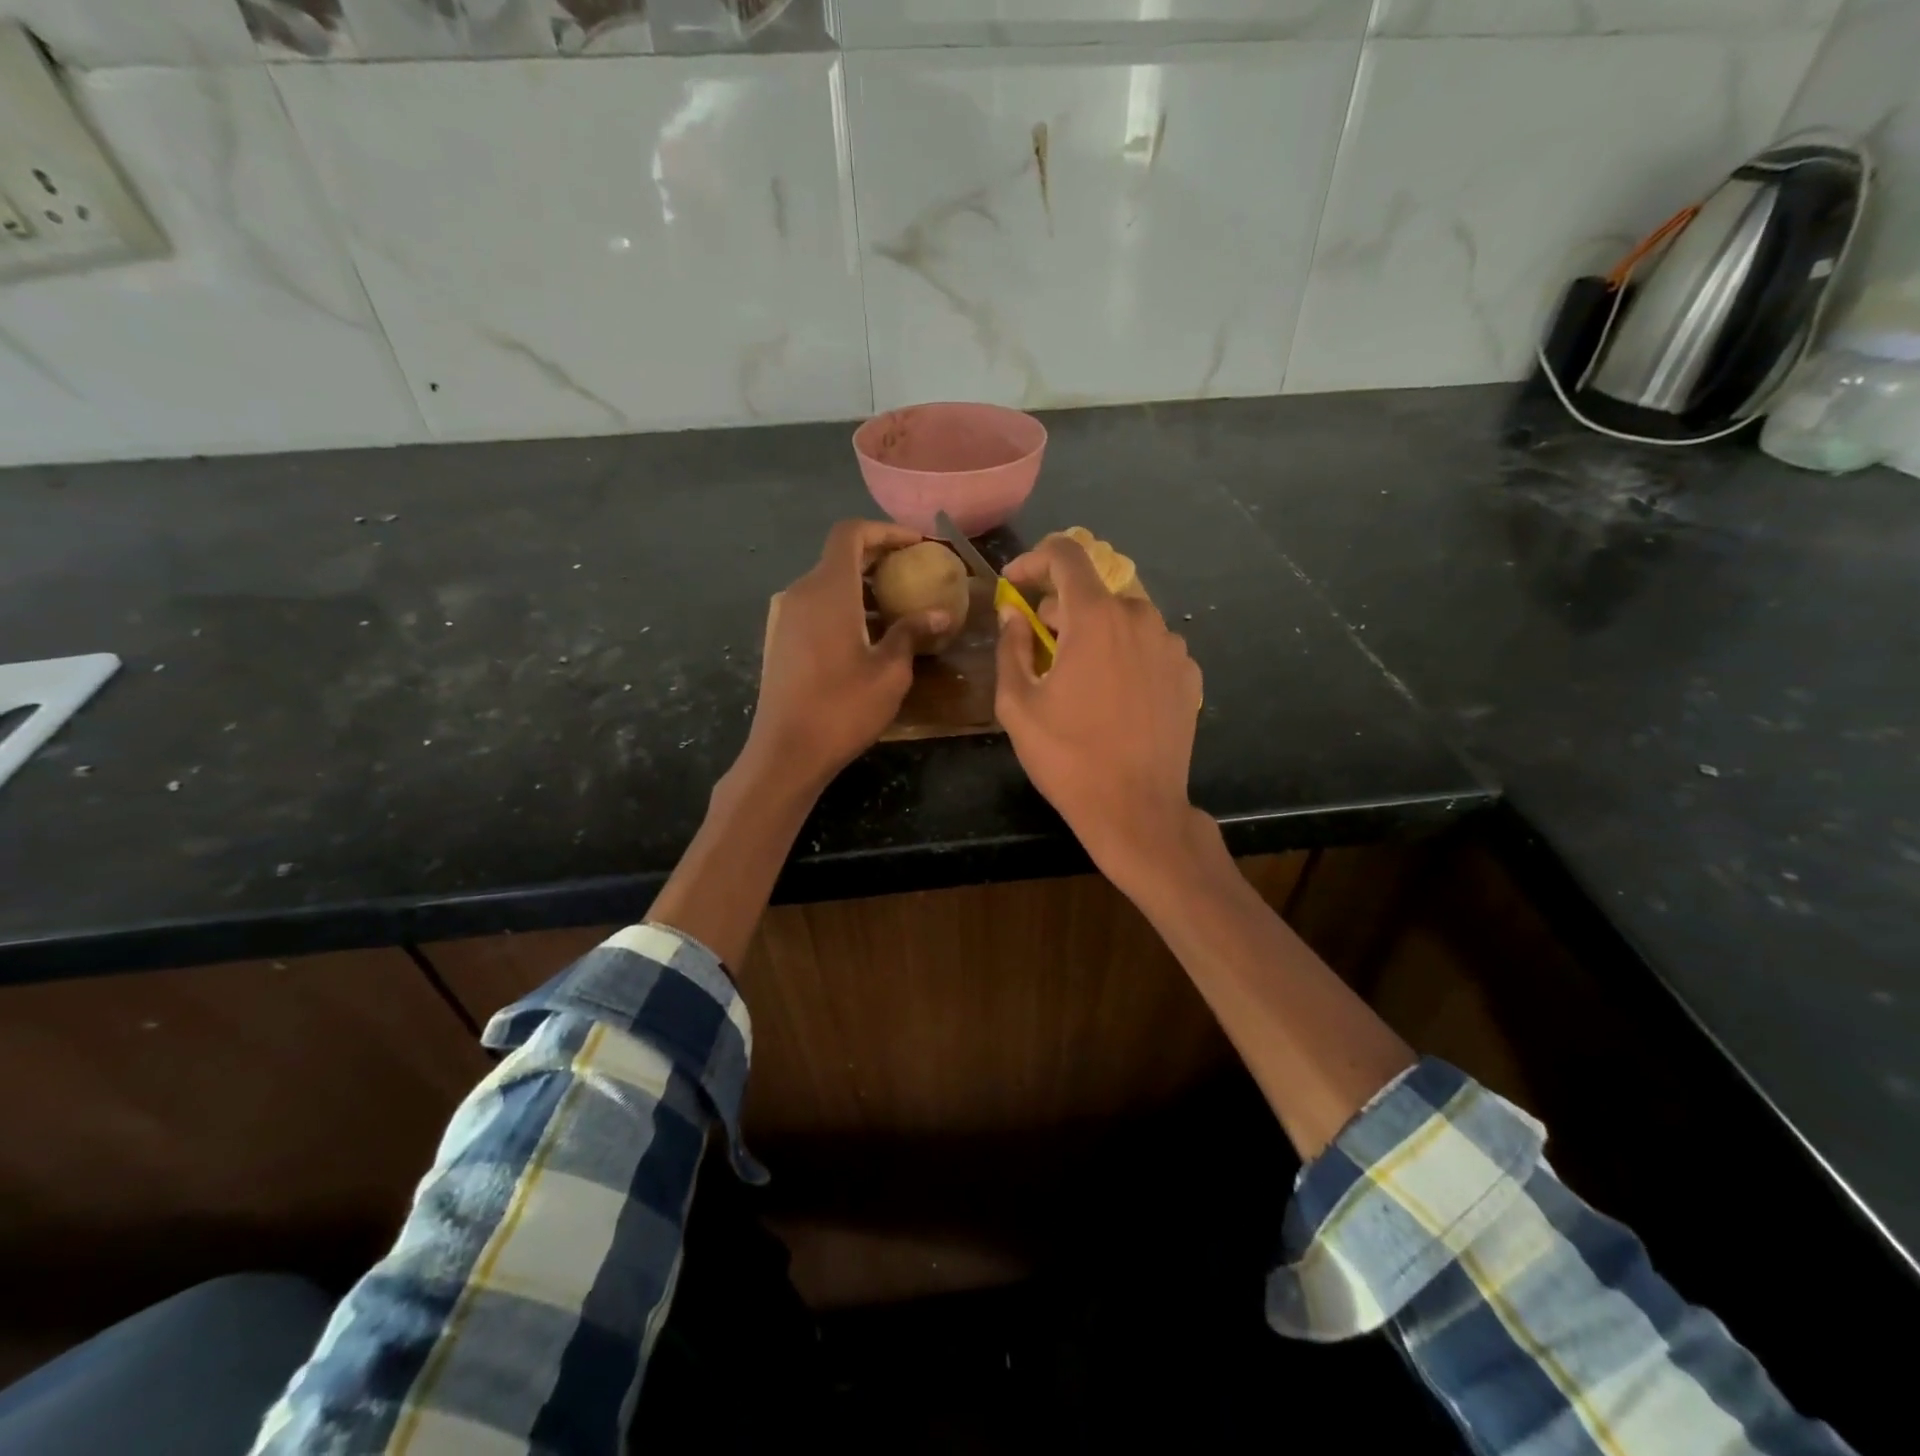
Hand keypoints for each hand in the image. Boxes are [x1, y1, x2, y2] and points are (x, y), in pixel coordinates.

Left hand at [745, 519, 953, 791]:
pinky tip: (870, 633)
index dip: (886, 531)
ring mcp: (788, 617)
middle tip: (916, 572)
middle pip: (840, 555)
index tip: (918, 546)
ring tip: (899, 604)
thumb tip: (941, 613)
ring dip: (864, 583)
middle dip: (879, 556)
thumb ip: (912, 633)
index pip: (851, 533)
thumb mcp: (890, 671)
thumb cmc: (842, 708)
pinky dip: (847, 604)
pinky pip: (818, 605)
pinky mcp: (783, 639)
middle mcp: (803, 593)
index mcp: (830, 590)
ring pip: (829, 581)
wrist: (786, 752)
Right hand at [995, 534, 1204, 886]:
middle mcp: (1141, 618)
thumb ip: (1010, 647)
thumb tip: (1012, 613)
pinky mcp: (1189, 675)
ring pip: (1124, 620)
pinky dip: (1126, 656)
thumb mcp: (1018, 704)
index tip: (1016, 584)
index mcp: (1096, 618)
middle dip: (1061, 612)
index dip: (1034, 560)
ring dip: (1096, 635)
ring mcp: (1172, 647)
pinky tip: (1115, 698)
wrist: (1136, 809)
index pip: (1066, 555)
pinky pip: (1149, 648)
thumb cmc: (1068, 757)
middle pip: (1093, 593)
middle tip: (1040, 652)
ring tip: (1079, 680)